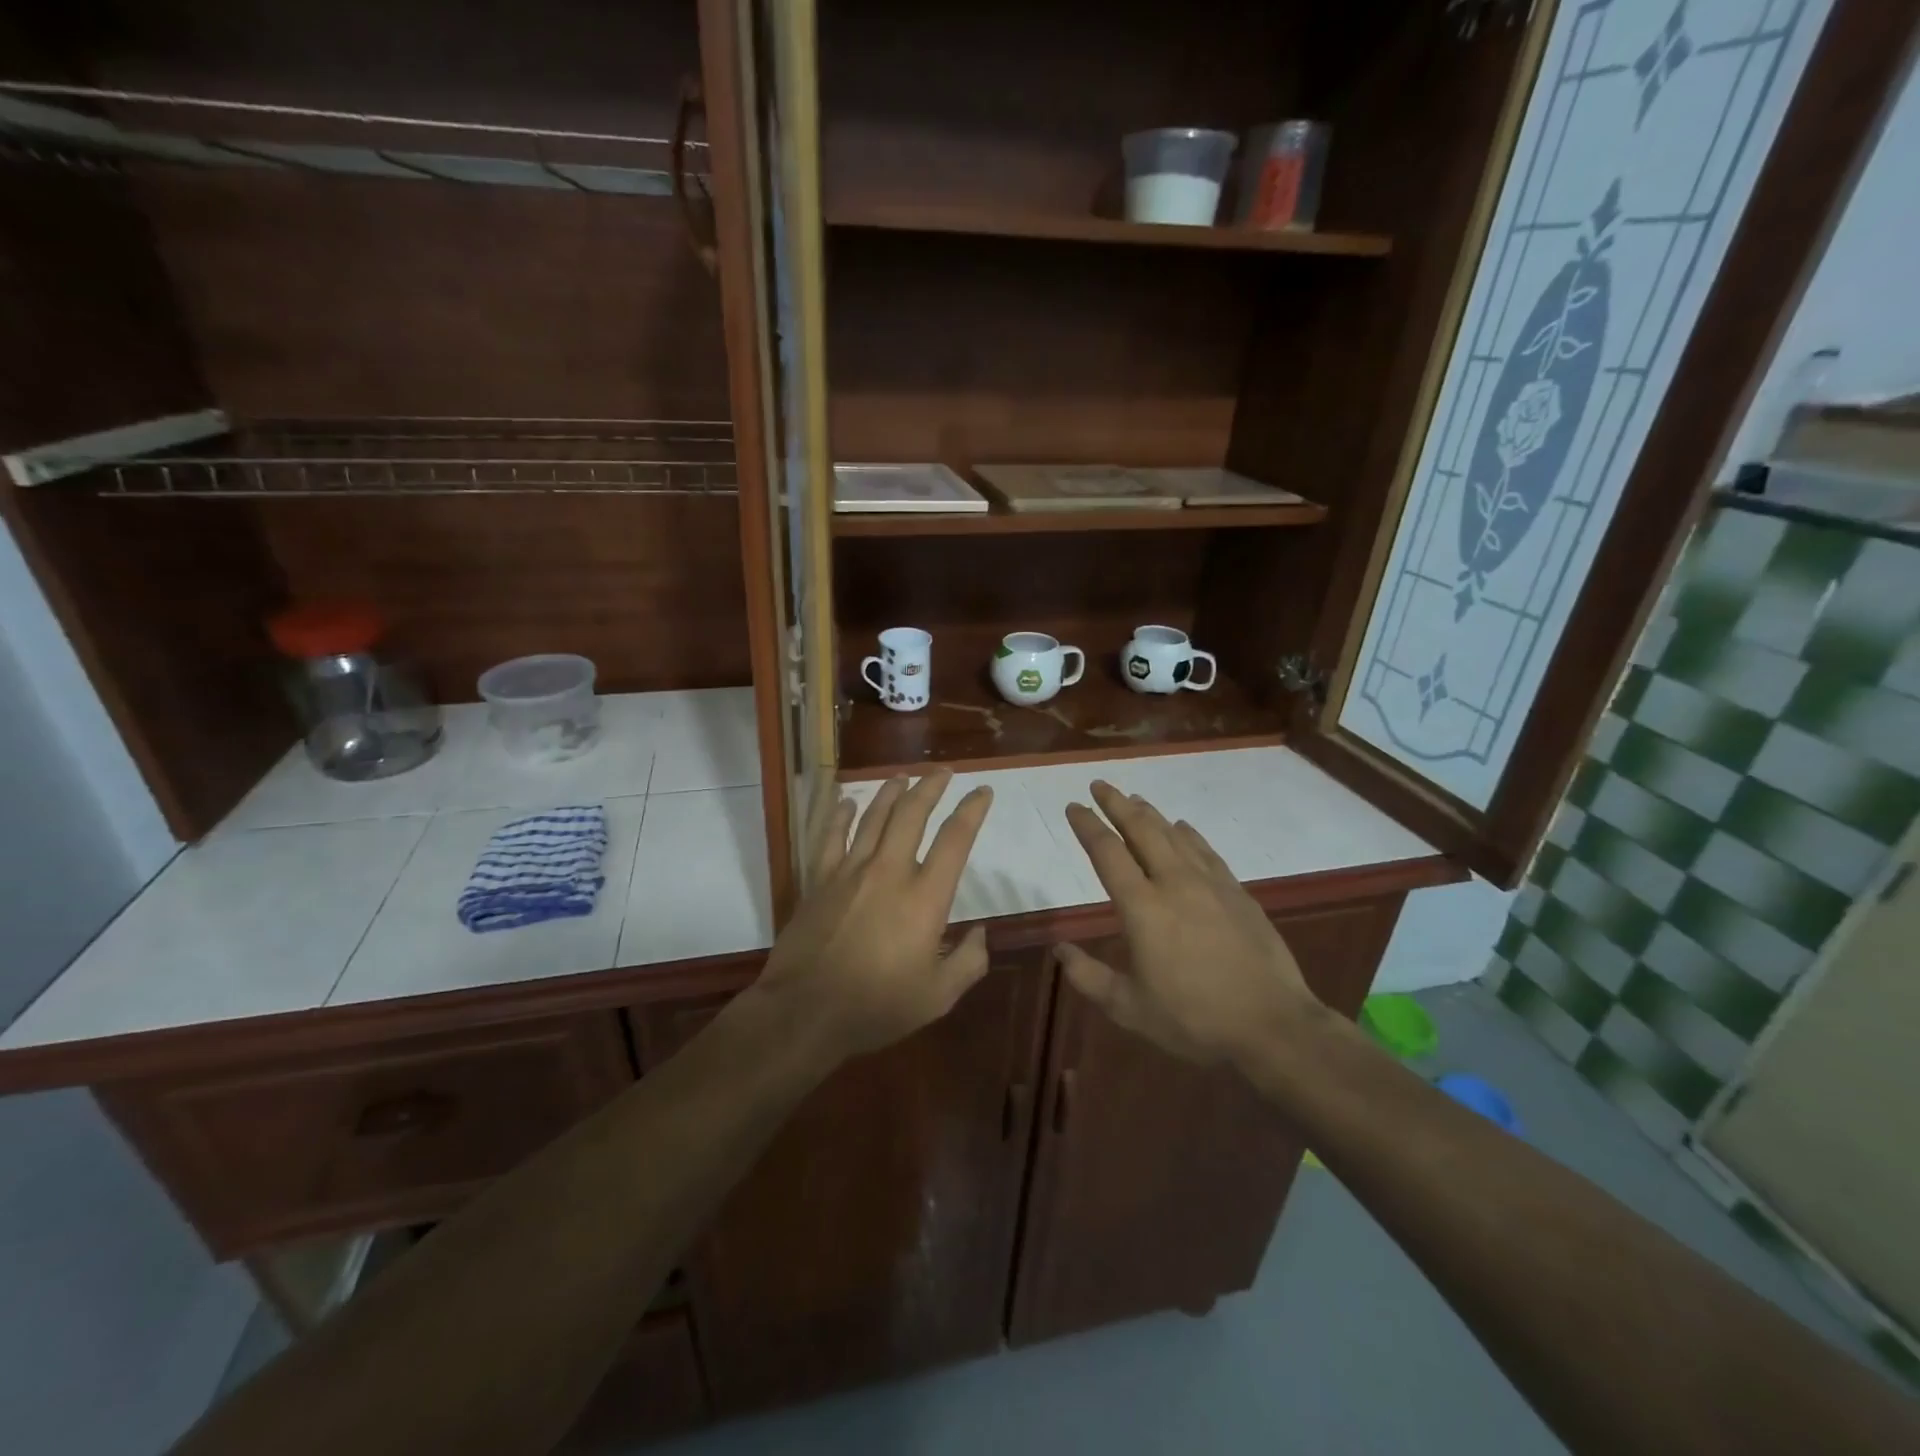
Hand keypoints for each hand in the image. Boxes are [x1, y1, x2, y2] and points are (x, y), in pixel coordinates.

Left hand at [752, 769, 993, 1063]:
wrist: (805, 1012)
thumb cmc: (877, 1007)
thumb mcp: (938, 996)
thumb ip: (969, 963)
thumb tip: (982, 933)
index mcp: (925, 897)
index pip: (955, 839)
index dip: (972, 810)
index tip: (982, 791)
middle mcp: (890, 871)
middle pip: (912, 814)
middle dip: (930, 787)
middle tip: (942, 772)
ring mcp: (850, 872)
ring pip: (873, 817)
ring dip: (890, 792)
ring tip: (902, 776)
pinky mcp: (819, 880)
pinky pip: (830, 837)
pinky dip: (840, 816)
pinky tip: (846, 803)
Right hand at [1058, 781, 1320, 1068]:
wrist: (1273, 1025)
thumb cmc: (1194, 1019)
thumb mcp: (1130, 1008)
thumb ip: (1089, 977)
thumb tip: (1059, 949)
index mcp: (1142, 907)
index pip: (1107, 853)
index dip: (1087, 826)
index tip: (1073, 806)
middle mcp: (1174, 883)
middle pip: (1141, 829)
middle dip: (1117, 803)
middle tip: (1100, 785)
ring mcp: (1210, 884)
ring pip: (1173, 835)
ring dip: (1150, 813)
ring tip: (1134, 799)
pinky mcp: (1238, 892)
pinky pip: (1206, 851)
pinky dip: (1189, 834)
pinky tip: (1183, 827)